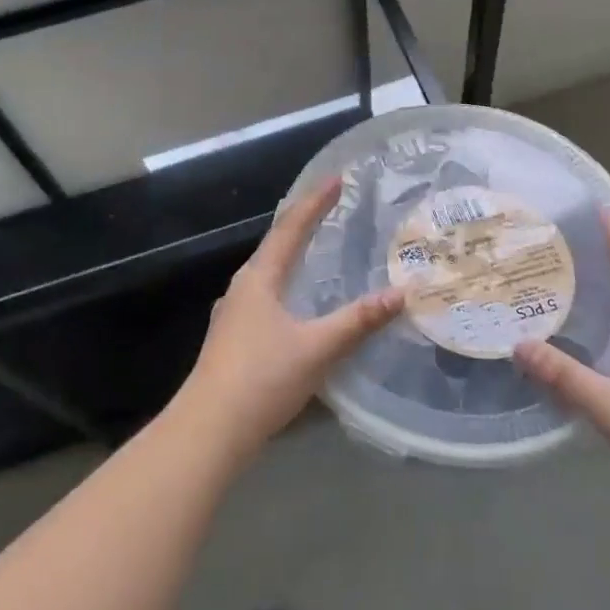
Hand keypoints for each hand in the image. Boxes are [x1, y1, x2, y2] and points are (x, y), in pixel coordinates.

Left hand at [176, 176, 404, 462]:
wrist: (209, 430)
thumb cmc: (262, 378)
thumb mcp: (318, 348)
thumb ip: (359, 321)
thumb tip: (400, 293)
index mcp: (259, 278)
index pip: (291, 228)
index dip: (315, 202)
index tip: (336, 180)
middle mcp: (242, 288)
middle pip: (275, 245)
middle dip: (303, 224)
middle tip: (330, 209)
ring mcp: (233, 314)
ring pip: (268, 273)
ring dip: (292, 256)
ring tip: (316, 251)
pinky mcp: (232, 339)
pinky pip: (265, 297)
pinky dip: (286, 285)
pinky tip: (296, 304)